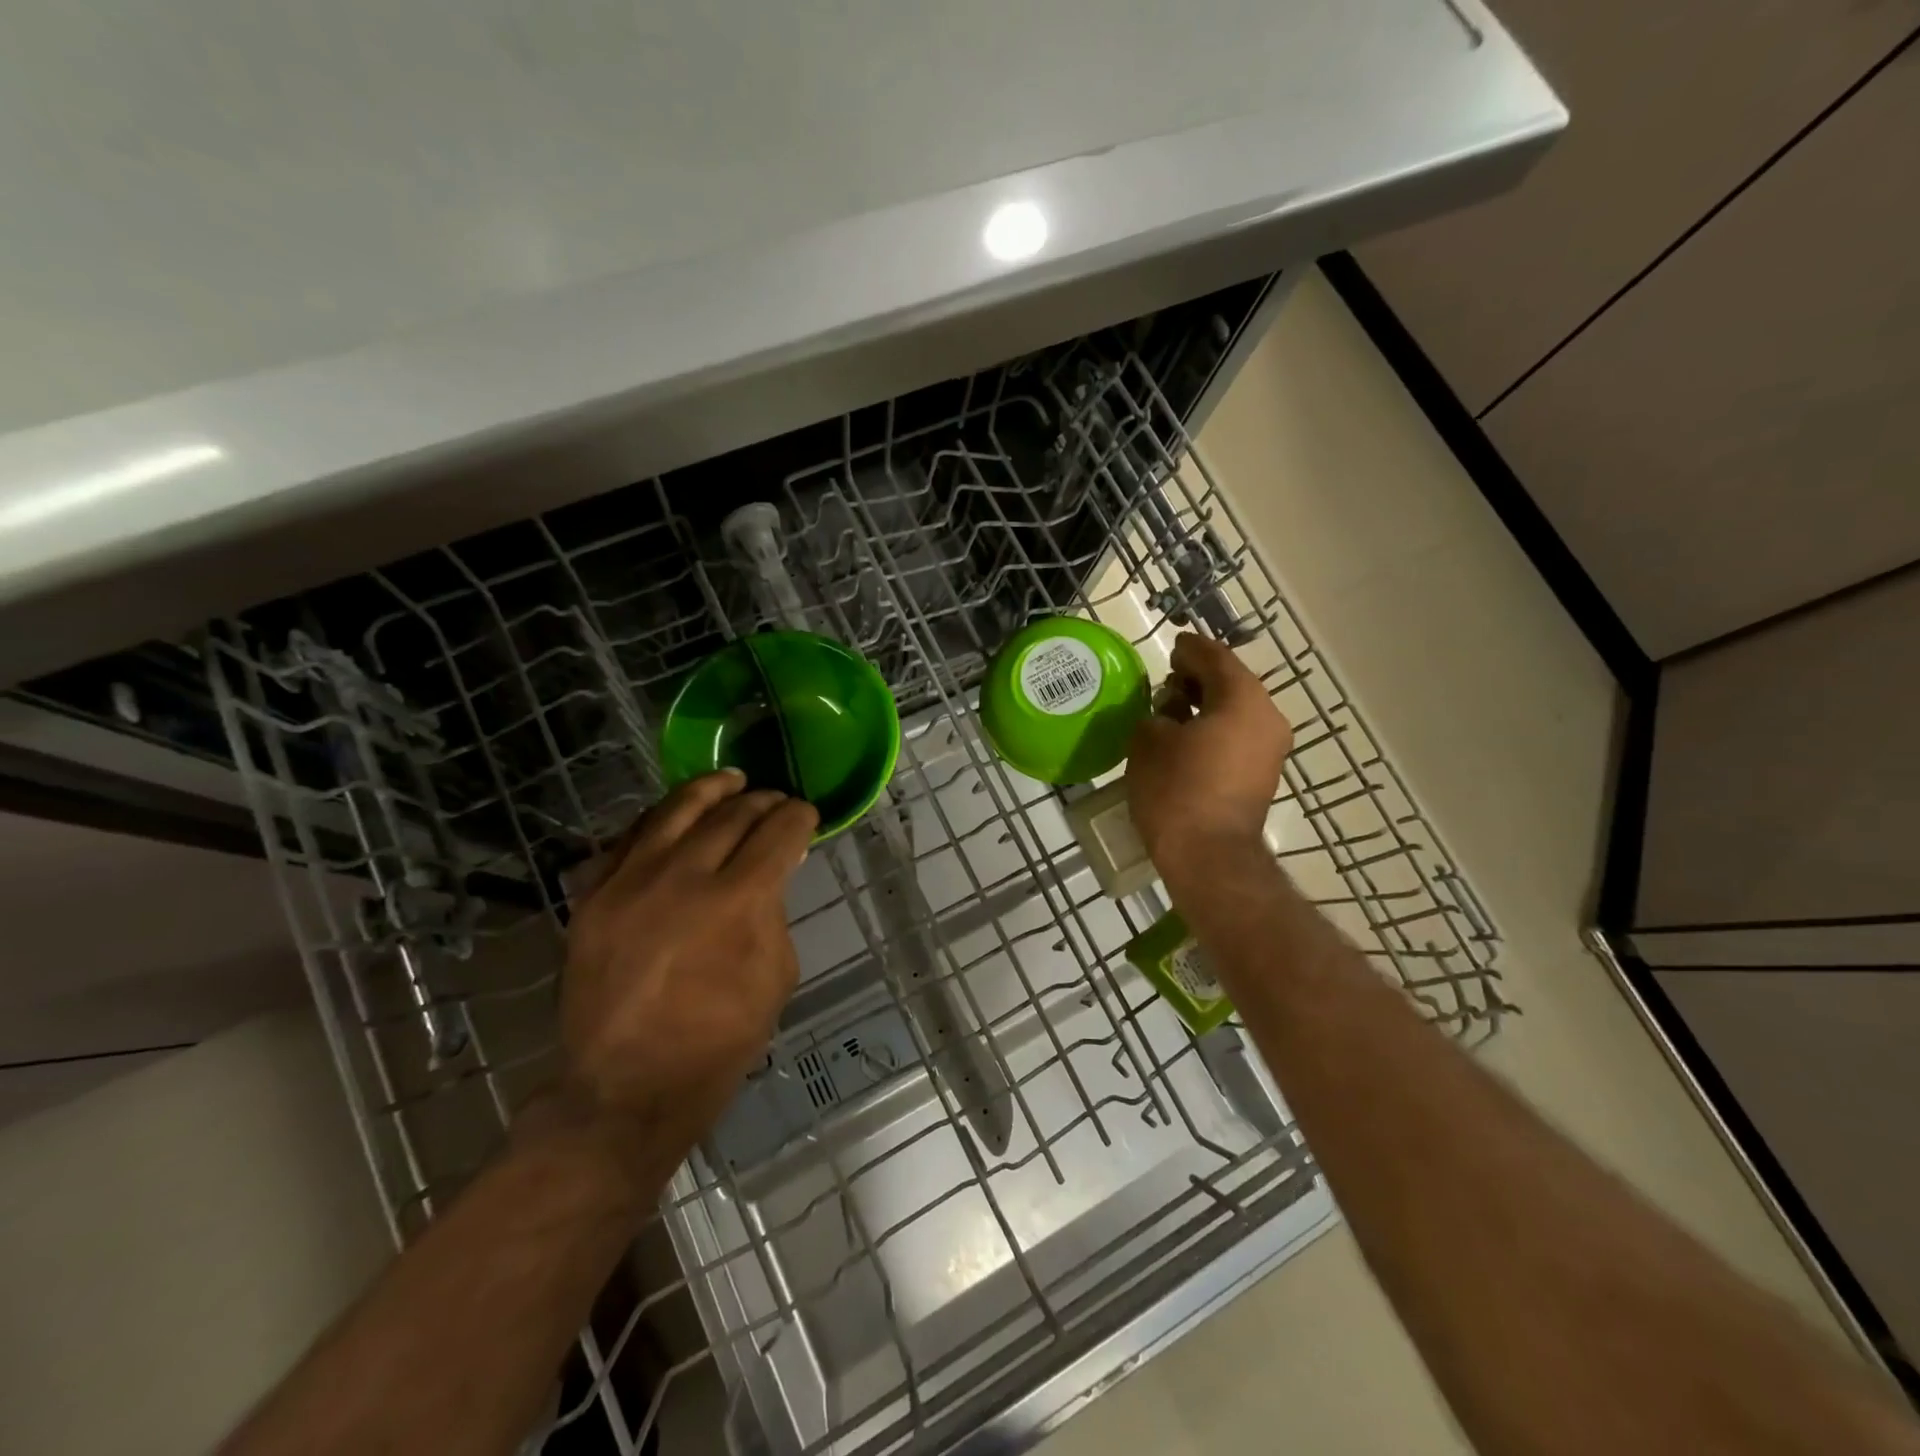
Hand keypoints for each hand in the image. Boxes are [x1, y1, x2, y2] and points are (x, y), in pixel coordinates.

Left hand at [558, 771, 817, 1163]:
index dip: (798, 816)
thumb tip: (773, 871)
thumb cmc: (718, 1041)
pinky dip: (658, 819)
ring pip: (674, 810)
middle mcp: (682, 876)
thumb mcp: (775, 976)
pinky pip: (628, 838)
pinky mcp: (593, 896)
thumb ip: (774, 912)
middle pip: (730, 814)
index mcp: (737, 901)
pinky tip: (675, 816)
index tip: (806, 814)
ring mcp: (630, 882)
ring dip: (710, 789)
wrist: (626, 1088)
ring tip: (730, 780)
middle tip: (776, 802)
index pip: (777, 833)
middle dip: (762, 801)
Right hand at [1126, 633, 1292, 872]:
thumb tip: (1166, 717)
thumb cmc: (1176, 790)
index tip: (1173, 645)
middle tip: (1168, 679)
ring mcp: (1270, 750)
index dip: (1191, 650)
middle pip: (1232, 684)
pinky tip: (1187, 739)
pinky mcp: (1263, 776)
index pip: (1216, 659)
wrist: (1209, 857)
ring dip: (1206, 706)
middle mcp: (1266, 718)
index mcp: (1242, 700)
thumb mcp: (1149, 742)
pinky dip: (1215, 730)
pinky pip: (1238, 738)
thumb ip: (1156, 715)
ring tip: (1172, 711)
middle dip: (1198, 679)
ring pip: (1237, 712)